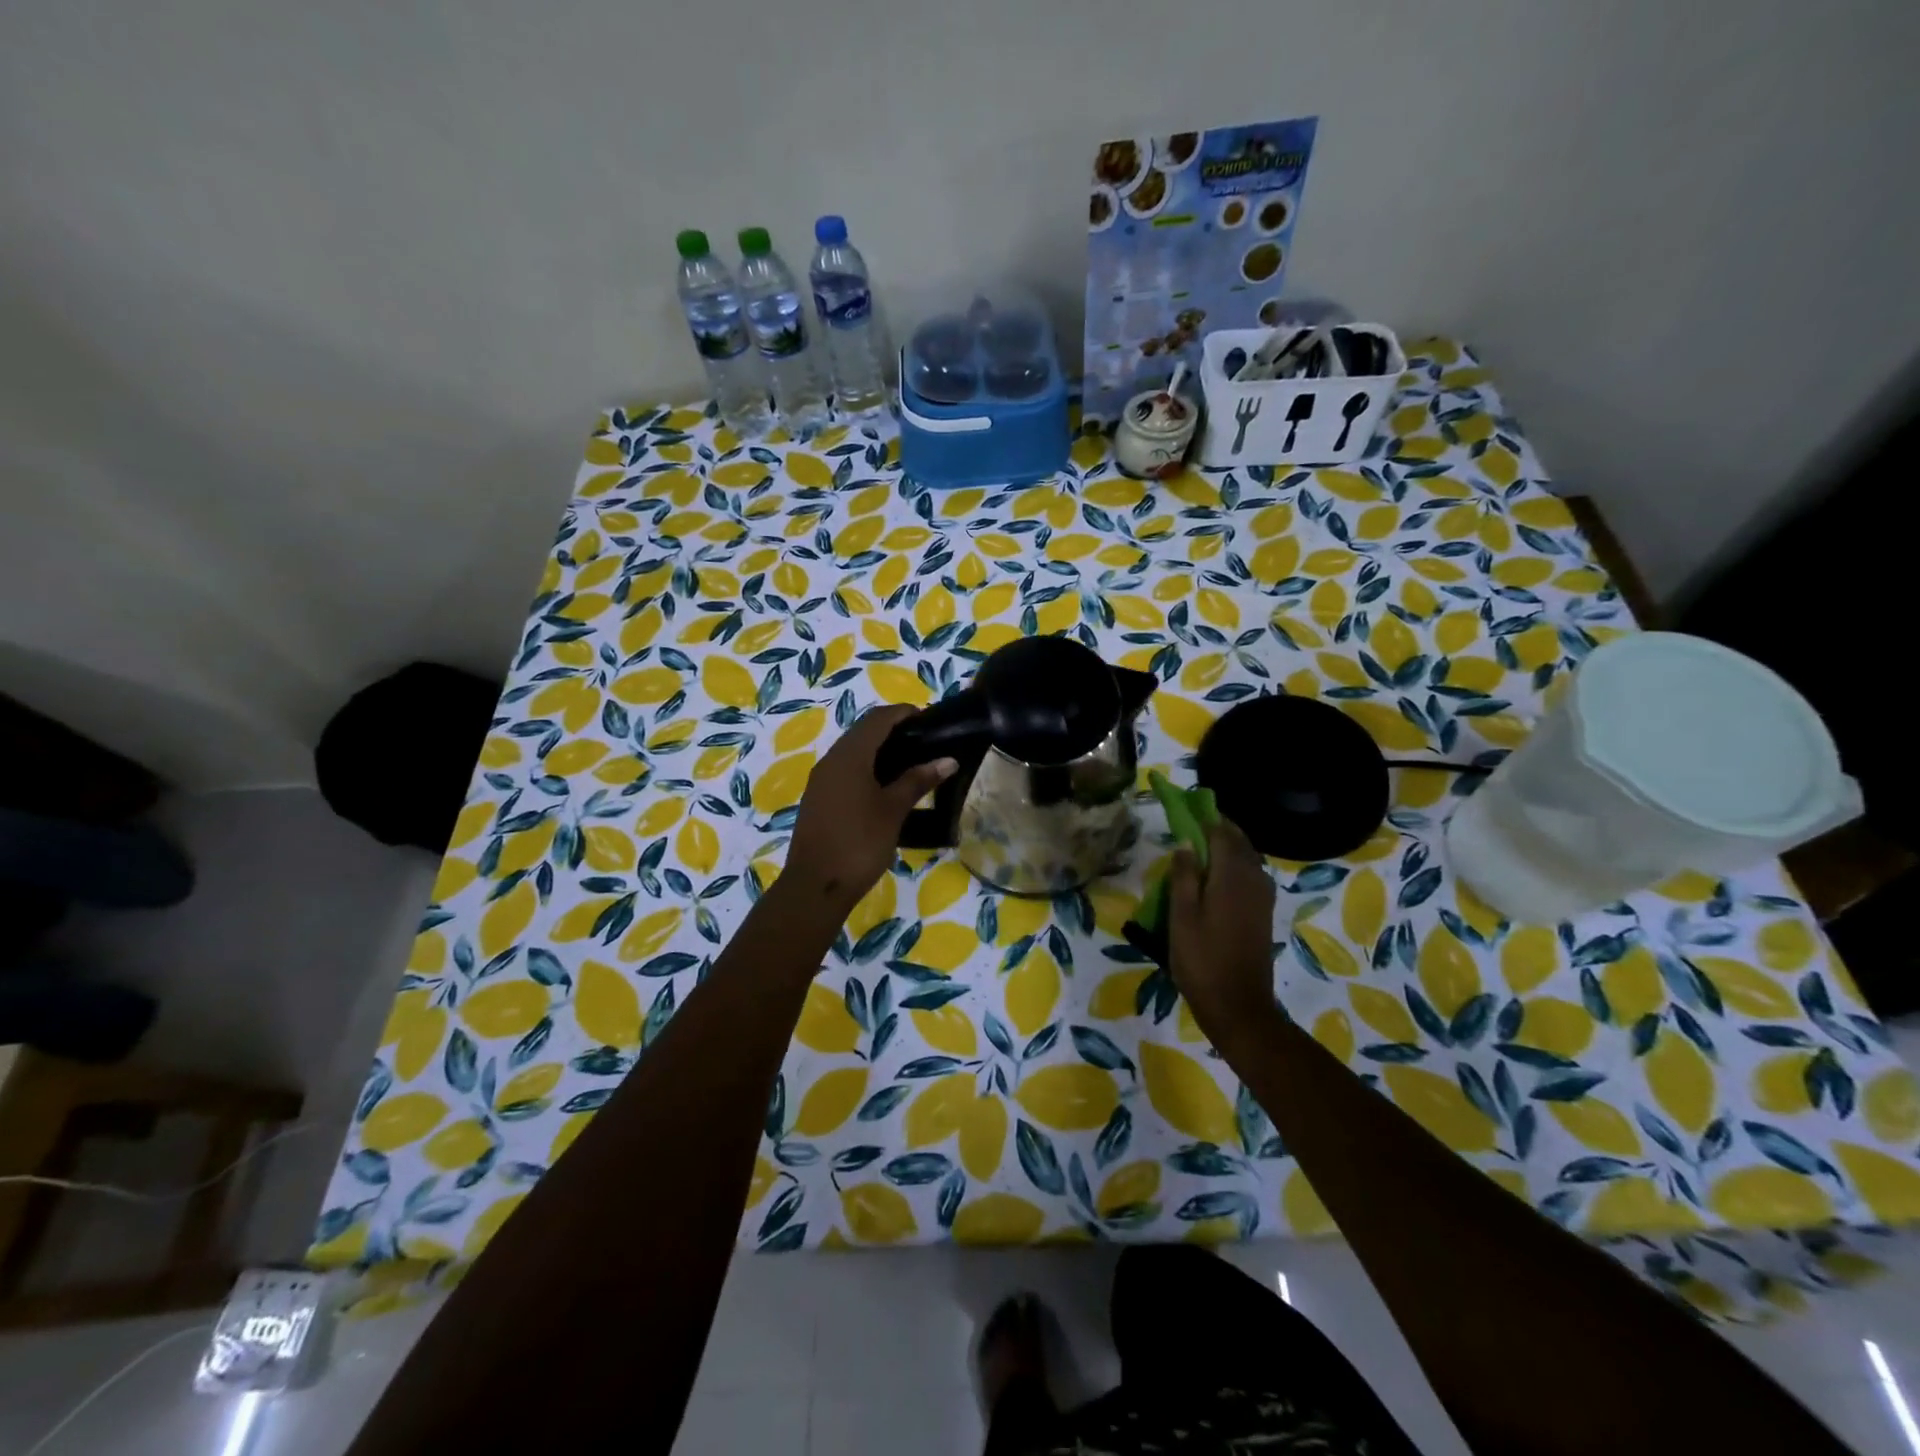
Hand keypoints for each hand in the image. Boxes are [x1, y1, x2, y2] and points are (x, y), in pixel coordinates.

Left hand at [781, 705, 955, 919]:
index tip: (930, 720)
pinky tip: (885, 786)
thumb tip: (948, 760)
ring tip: (911, 763)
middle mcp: (831, 760)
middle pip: (863, 731)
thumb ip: (918, 781)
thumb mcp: (893, 810)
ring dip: (879, 750)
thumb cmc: (859, 842)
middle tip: (925, 742)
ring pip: (853, 751)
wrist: (815, 886)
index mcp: (849, 755)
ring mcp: (821, 780)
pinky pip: (845, 770)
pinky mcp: (819, 798)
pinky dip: (867, 767)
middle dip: (893, 730)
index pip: (878, 718)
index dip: (904, 713)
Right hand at [1167, 817, 1277, 1039]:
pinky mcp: (1263, 913)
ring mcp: (1262, 898)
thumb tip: (1186, 844)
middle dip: (1219, 829)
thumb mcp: (1181, 917)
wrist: (1238, 1006)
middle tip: (1193, 825)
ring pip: (1248, 859)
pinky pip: (1251, 876)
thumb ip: (1184, 877)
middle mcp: (1253, 880)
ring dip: (1229, 847)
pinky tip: (1218, 877)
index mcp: (1232, 876)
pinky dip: (1235, 866)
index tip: (1187, 809)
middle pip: (1239, 842)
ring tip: (1203, 848)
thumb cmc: (1201, 960)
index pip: (1222, 833)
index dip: (1205, 818)